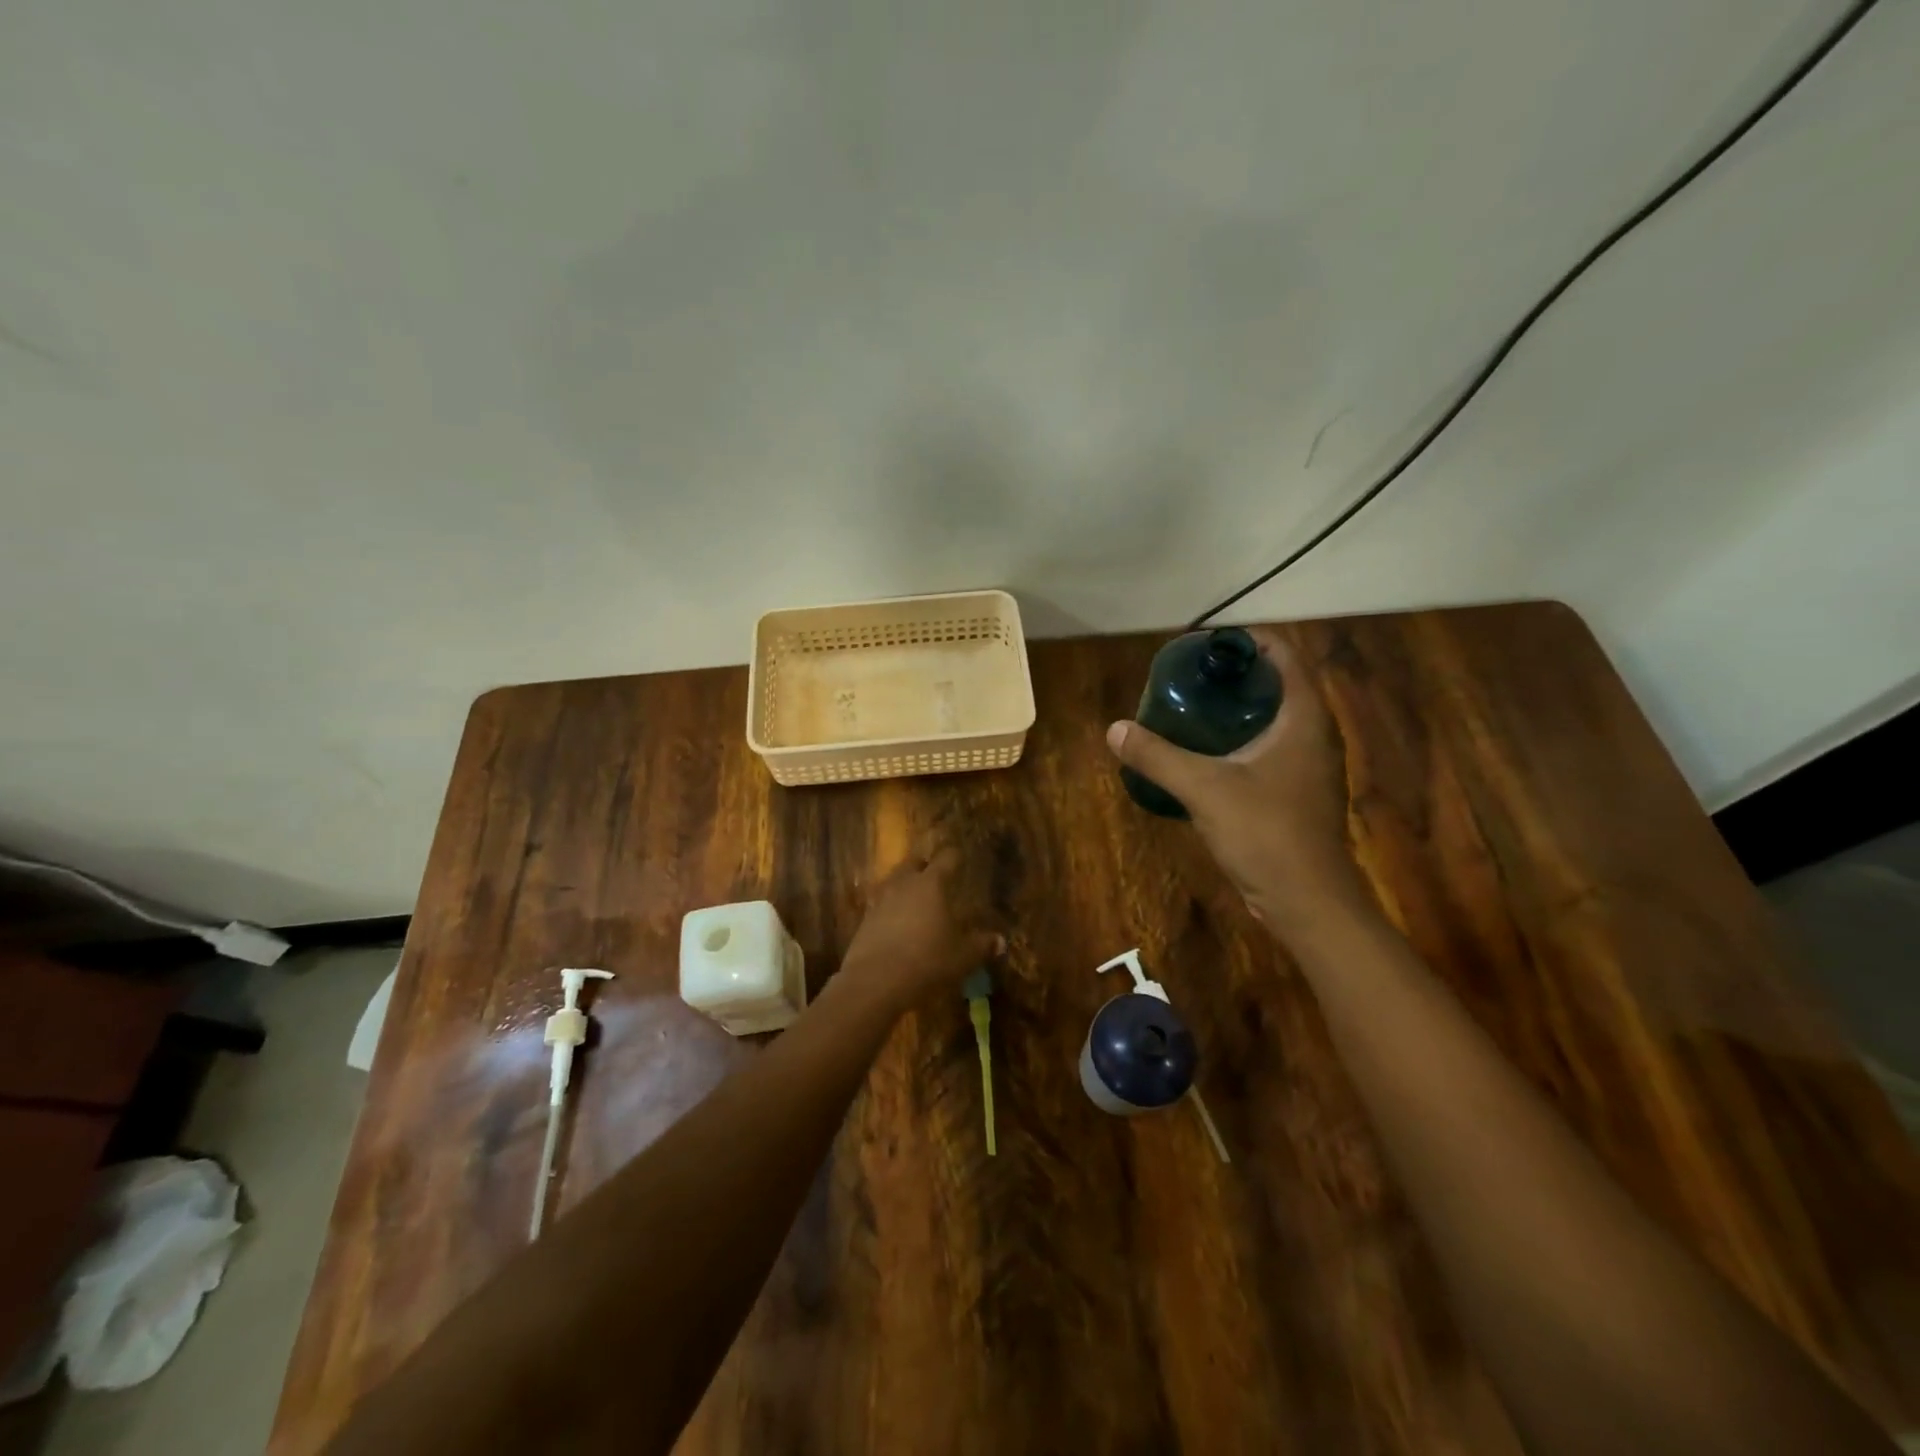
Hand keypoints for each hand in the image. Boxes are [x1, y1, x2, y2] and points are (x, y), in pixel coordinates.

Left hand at [838, 846, 1002, 1013]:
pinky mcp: (864, 919)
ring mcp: (880, 899)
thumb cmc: (927, 961)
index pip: (946, 859)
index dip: (955, 856)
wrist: (875, 981)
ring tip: (914, 895)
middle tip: (935, 873)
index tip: (960, 856)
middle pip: (914, 862)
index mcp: (931, 884)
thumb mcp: (962, 957)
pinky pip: (880, 903)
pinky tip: (895, 920)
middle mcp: (904, 884)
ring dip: (904, 884)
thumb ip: (981, 945)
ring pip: (894, 881)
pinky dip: (890, 907)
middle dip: (925, 865)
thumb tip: (1000, 941)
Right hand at [1105, 627, 1369, 938]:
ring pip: (1275, 720)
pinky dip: (1241, 740)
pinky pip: (1270, 749)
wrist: (1307, 901)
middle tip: (1191, 676)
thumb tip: (1115, 730)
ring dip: (1238, 709)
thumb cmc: (1265, 833)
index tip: (1206, 644)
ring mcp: (1309, 767)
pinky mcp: (1298, 794)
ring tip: (1193, 708)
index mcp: (1304, 719)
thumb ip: (1158, 756)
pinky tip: (1206, 754)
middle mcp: (1314, 735)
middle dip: (1236, 675)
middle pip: (1279, 685)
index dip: (1248, 641)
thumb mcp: (1203, 789)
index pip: (1285, 656)